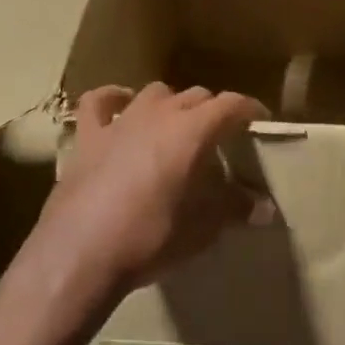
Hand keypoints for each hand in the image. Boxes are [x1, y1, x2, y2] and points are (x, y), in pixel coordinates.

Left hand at [31, 83, 270, 303]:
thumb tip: (263, 207)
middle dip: (212, 110)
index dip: (248, 109)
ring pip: (154, 93)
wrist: (81, 252)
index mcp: (192, 131)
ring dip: (170, 104)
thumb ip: (233, 209)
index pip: (230, 105)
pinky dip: (114, 99)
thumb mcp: (201, 229)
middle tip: (220, 136)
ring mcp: (120, 120)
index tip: (259, 119)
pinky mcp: (88, 135)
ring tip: (176, 125)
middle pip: (195, 96)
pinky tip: (121, 105)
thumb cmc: (150, 238)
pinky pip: (100, 102)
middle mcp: (159, 114)